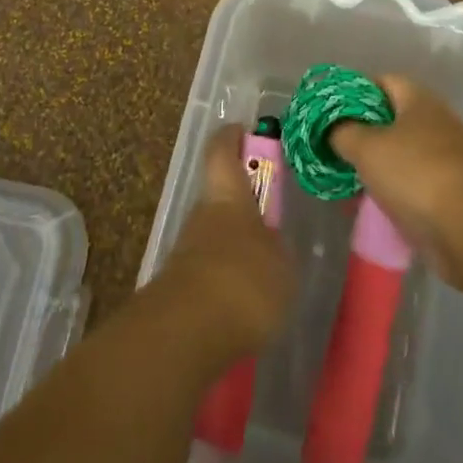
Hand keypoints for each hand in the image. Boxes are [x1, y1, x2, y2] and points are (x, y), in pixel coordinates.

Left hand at [152, 128, 295, 359]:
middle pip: (220, 197)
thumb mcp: (282, 265)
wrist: (188, 332)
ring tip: (267, 268)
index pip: (222, 151)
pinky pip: (210, 271)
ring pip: (215, 235)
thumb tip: (273, 243)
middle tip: (272, 219)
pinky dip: (228, 278)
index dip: (231, 137)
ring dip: (235, 245)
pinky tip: (249, 301)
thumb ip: (278, 249)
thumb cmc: (244, 280)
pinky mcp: (181, 286)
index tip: (243, 130)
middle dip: (243, 205)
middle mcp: (203, 214)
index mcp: (228, 196)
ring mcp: (187, 250)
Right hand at [329, 77, 462, 286]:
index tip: (330, 111)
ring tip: (345, 178)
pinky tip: (369, 205)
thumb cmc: (416, 174)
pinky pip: (412, 185)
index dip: (354, 91)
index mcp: (420, 101)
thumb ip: (342, 132)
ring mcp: (447, 160)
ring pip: (401, 154)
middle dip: (362, 133)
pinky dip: (391, 191)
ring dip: (375, 166)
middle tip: (333, 147)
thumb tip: (332, 129)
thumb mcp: (367, 147)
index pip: (383, 81)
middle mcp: (437, 123)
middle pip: (392, 119)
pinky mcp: (451, 194)